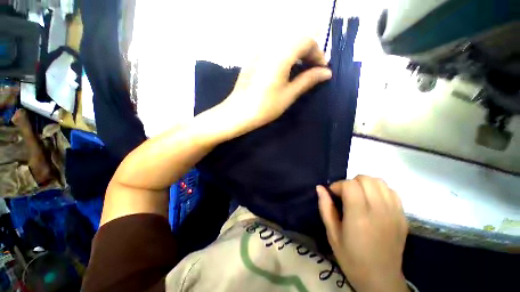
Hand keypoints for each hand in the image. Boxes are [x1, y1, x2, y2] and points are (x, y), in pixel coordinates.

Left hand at [220, 37, 331, 135]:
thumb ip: (308, 80)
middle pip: (295, 40)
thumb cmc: (265, 107)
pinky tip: (286, 70)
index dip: (318, 53)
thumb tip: (326, 73)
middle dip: (308, 53)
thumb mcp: (289, 94)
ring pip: (285, 44)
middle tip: (313, 70)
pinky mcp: (253, 58)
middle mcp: (269, 47)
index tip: (322, 69)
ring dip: (297, 54)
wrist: (239, 112)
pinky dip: (285, 56)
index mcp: (280, 54)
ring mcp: (259, 51)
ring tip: (302, 71)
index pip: (306, 41)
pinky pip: (274, 50)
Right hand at [316, 176, 408, 291]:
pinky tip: (373, 201)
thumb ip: (325, 207)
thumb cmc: (351, 258)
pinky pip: (391, 191)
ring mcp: (394, 212)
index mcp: (359, 216)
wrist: (381, 280)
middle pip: (366, 179)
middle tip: (345, 195)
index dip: (338, 185)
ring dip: (365, 184)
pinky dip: (379, 190)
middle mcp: (379, 210)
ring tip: (358, 196)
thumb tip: (320, 188)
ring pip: (380, 182)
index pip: (350, 185)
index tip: (333, 194)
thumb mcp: (332, 234)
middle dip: (351, 182)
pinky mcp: (403, 216)